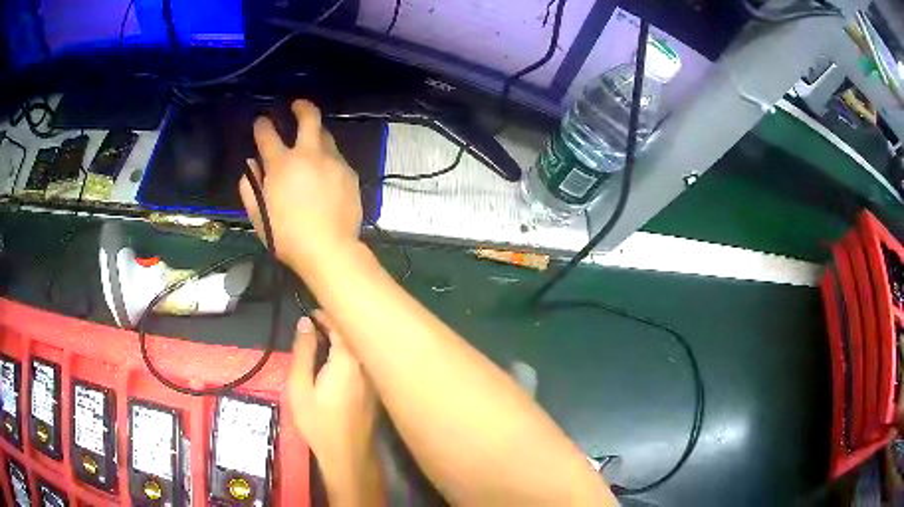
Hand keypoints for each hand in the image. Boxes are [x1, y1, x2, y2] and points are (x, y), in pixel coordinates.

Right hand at [239, 100, 362, 276]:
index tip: (261, 123)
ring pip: (326, 135)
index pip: (267, 134)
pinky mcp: (350, 173)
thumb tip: (251, 165)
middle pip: (309, 117)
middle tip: (296, 105)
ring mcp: (333, 161)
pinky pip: (337, 156)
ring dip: (316, 132)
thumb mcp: (259, 215)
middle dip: (301, 106)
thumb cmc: (287, 237)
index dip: (262, 125)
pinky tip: (325, 169)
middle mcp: (309, 155)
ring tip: (311, 139)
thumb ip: (251, 187)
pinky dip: (327, 156)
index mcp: (282, 164)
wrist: (329, 249)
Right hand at [286, 312, 382, 504]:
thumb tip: (305, 322)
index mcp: (348, 360)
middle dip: (335, 324)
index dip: (325, 315)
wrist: (347, 455)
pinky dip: (349, 354)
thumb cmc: (319, 422)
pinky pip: (362, 361)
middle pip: (354, 334)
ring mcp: (374, 378)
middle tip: (313, 325)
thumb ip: (303, 351)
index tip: (310, 313)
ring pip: (359, 347)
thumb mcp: (300, 386)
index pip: (341, 325)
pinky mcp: (374, 390)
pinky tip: (334, 361)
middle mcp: (366, 365)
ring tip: (320, 340)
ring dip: (342, 339)